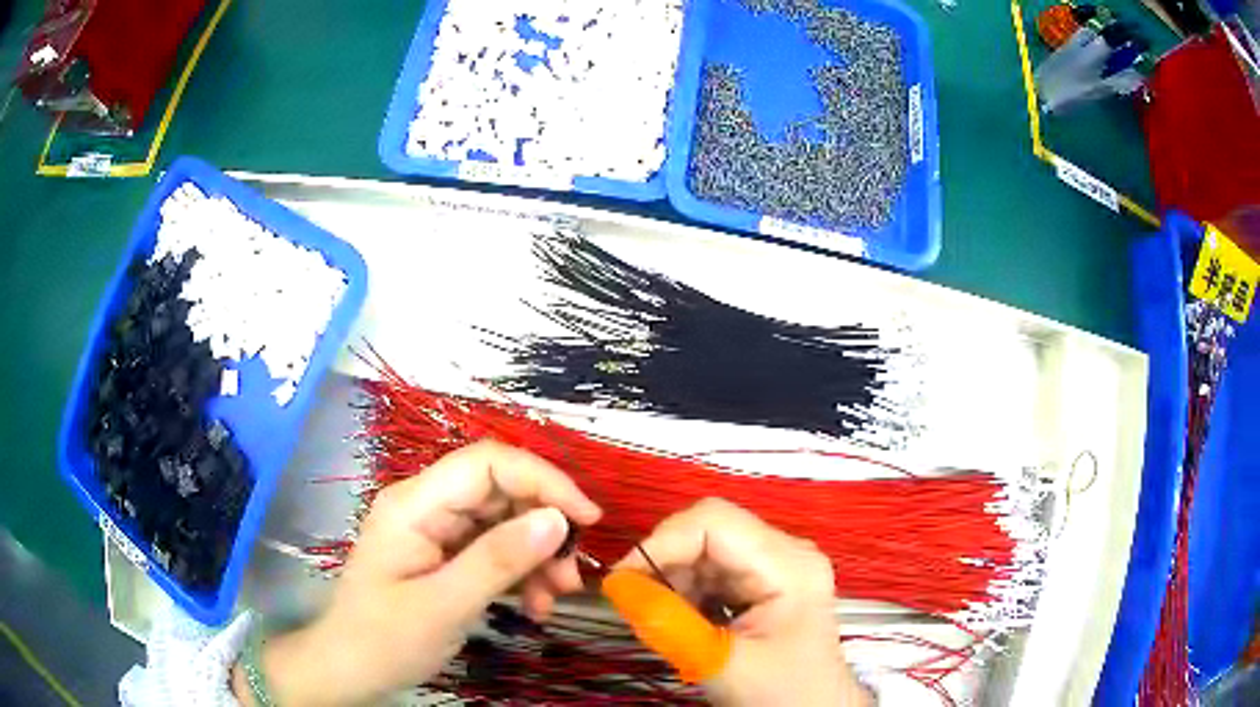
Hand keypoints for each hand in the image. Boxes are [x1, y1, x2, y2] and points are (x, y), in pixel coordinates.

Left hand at [234, 441, 601, 705]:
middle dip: (545, 526)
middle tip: (574, 573)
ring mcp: (436, 530)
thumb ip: (498, 562)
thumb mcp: (442, 607)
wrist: (350, 669)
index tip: (586, 518)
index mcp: (415, 504)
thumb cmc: (384, 639)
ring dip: (539, 555)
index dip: (542, 479)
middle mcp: (427, 506)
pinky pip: (496, 549)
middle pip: (501, 491)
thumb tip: (558, 520)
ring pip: (505, 521)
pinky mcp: (445, 555)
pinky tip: (534, 605)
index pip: (487, 463)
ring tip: (556, 597)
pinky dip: (522, 573)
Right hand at [616, 498, 869, 706]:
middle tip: (637, 603)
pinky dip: (687, 590)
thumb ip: (668, 625)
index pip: (714, 522)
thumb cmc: (779, 692)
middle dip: (665, 562)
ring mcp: (777, 564)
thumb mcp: (720, 664)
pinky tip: (685, 620)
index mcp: (788, 564)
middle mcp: (786, 551)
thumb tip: (616, 587)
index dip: (661, 543)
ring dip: (673, 578)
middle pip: (708, 530)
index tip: (622, 582)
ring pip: (705, 548)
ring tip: (664, 618)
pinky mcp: (765, 581)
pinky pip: (713, 569)